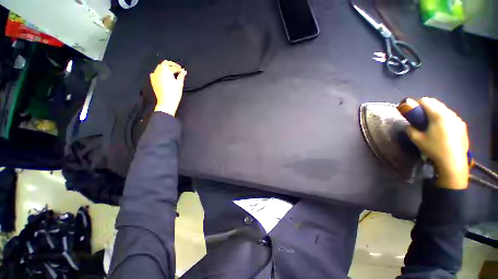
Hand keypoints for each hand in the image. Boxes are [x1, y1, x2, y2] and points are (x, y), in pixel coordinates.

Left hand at [150, 60, 186, 115]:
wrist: (166, 102)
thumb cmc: (174, 93)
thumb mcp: (179, 84)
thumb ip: (181, 76)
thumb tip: (184, 71)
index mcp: (165, 71)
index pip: (171, 65)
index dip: (177, 67)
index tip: (182, 70)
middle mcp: (158, 71)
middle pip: (164, 64)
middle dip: (171, 66)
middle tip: (178, 70)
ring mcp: (154, 76)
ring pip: (159, 68)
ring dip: (166, 69)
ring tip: (172, 73)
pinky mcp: (153, 81)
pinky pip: (155, 73)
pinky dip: (161, 73)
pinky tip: (164, 76)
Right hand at [406, 97, 468, 189]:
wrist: (453, 162)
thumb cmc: (434, 149)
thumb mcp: (416, 139)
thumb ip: (410, 129)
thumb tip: (408, 125)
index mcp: (438, 115)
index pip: (426, 101)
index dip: (416, 104)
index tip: (412, 112)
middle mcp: (450, 114)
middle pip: (436, 103)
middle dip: (426, 108)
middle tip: (420, 119)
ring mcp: (458, 119)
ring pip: (444, 109)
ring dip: (435, 113)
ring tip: (431, 125)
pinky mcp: (462, 126)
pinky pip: (450, 117)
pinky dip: (443, 119)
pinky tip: (441, 130)